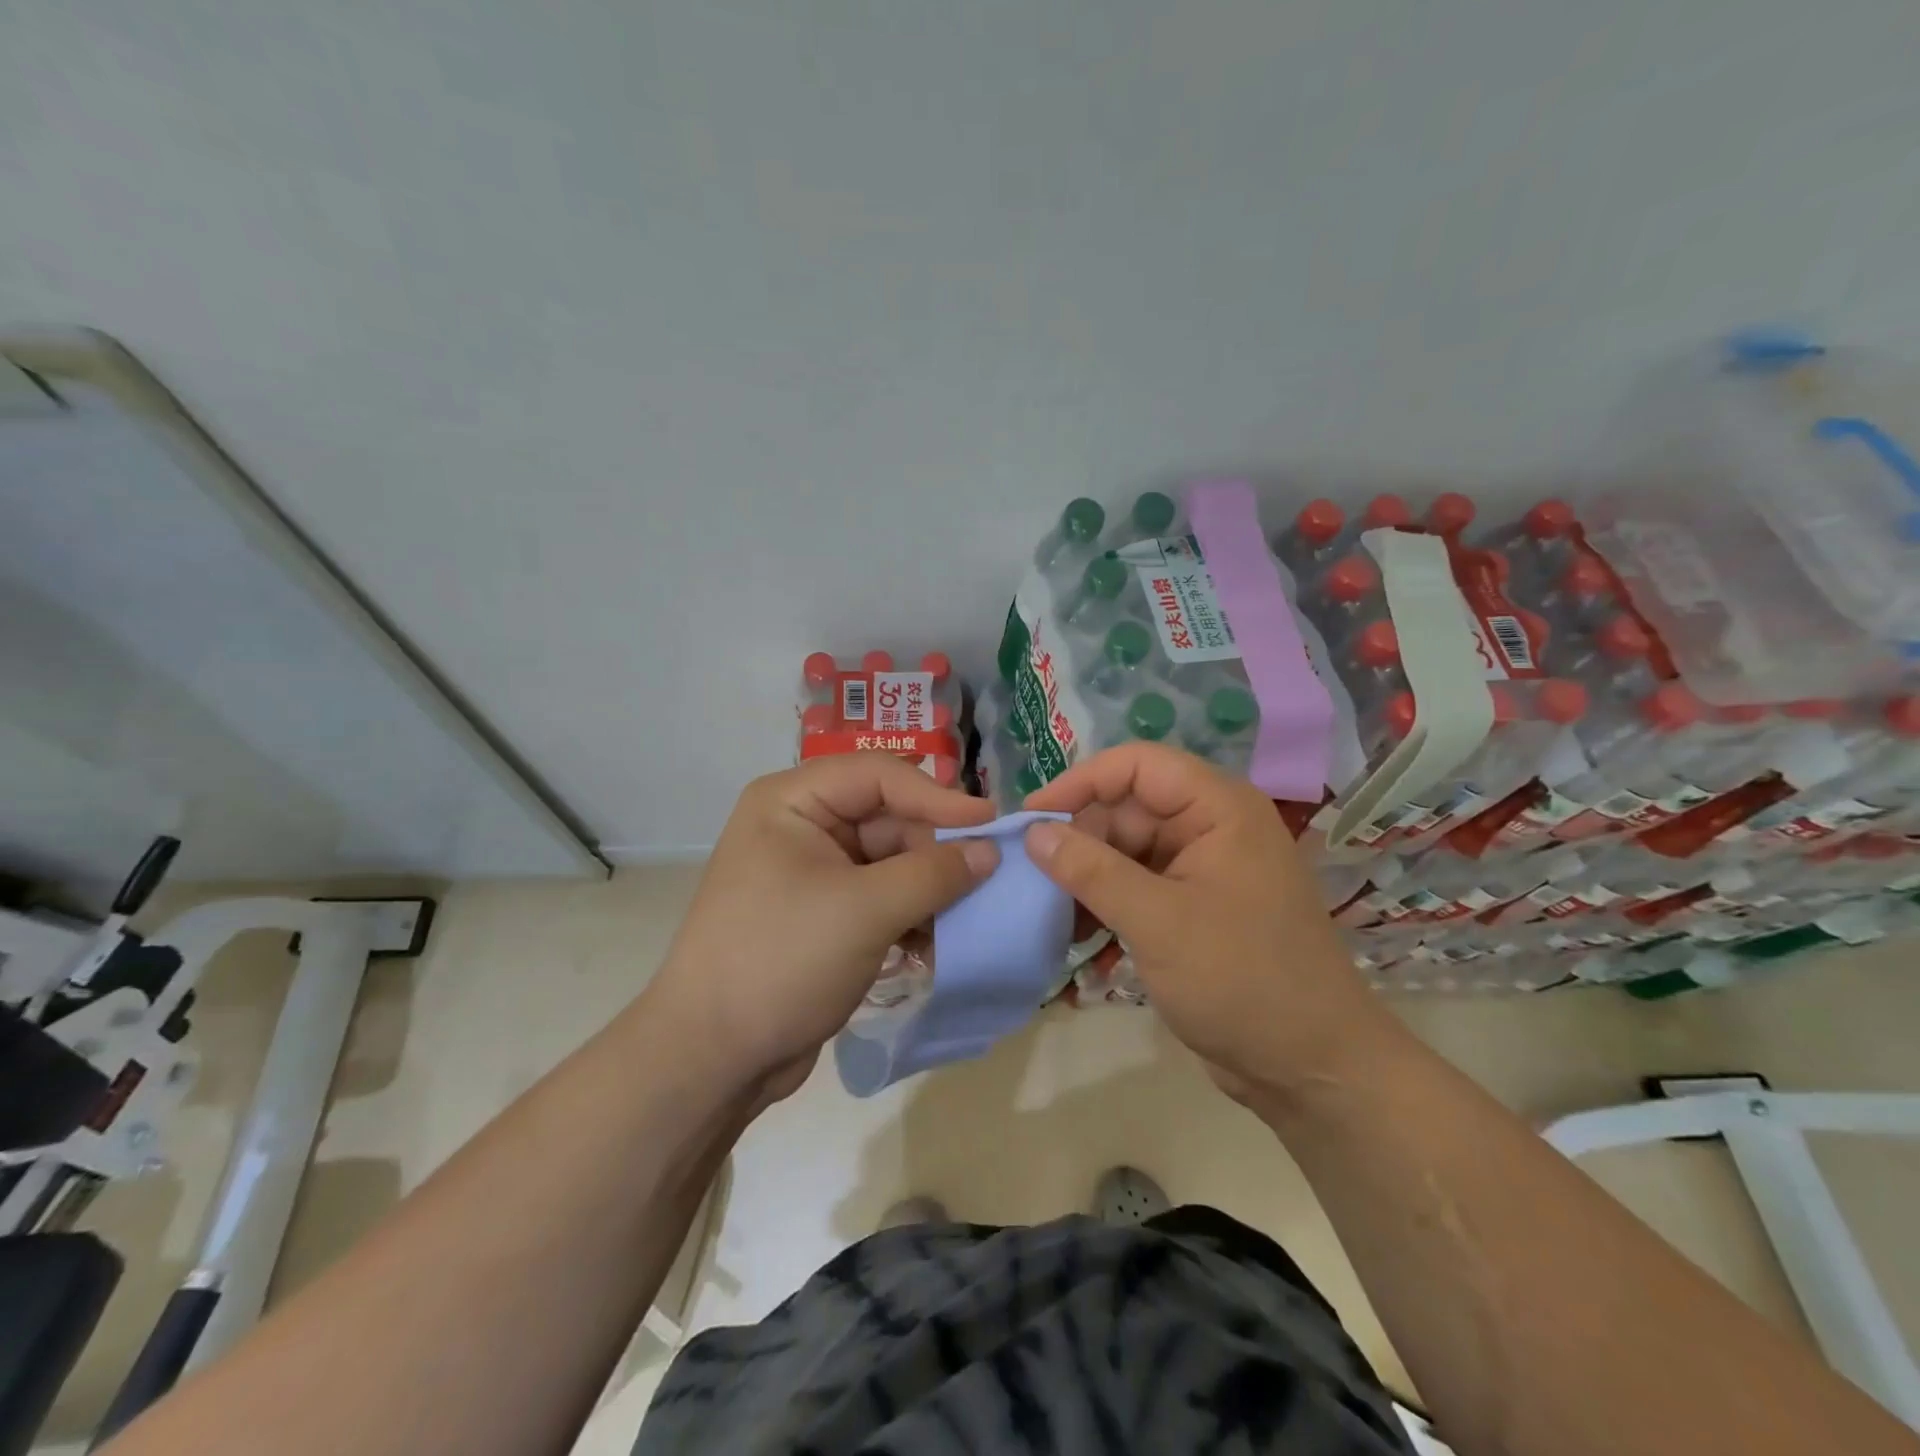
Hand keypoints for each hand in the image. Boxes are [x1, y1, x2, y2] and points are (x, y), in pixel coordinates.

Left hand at [643, 753, 996, 1103]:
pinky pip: (882, 898)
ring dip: (930, 890)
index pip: (880, 776)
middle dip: (937, 852)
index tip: (992, 825)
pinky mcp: (826, 915)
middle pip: (889, 819)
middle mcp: (803, 825)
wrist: (712, 1058)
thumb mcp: (865, 910)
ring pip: (892, 862)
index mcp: (794, 801)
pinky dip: (911, 916)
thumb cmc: (782, 961)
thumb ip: (934, 874)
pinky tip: (935, 946)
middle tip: (989, 879)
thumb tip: (991, 851)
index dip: (938, 796)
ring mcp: (813, 872)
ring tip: (967, 919)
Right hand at [1025, 743, 1384, 1099]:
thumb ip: (1092, 871)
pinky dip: (1105, 902)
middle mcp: (1211, 827)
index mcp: (1218, 808)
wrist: (1311, 1069)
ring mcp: (1202, 869)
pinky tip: (1074, 932)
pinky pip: (1136, 886)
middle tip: (1032, 876)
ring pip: (1126, 850)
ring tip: (1046, 907)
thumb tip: (1033, 832)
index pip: (1136, 764)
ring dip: (1086, 875)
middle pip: (1127, 808)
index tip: (1031, 818)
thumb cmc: (1243, 980)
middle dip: (1079, 838)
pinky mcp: (1193, 907)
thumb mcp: (1158, 921)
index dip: (1080, 782)